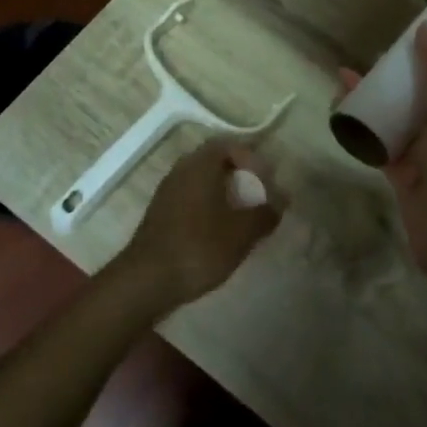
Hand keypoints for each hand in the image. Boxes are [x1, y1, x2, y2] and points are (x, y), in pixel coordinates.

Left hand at [114, 139, 287, 311]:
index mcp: (200, 165)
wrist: (146, 281)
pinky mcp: (160, 214)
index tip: (266, 181)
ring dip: (224, 194)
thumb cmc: (199, 247)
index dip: (251, 158)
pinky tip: (219, 233)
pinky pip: (191, 199)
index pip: (229, 145)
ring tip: (242, 217)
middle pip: (215, 162)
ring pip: (202, 182)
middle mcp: (181, 170)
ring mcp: (167, 192)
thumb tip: (281, 201)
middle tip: (258, 197)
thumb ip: (265, 213)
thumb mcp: (242, 232)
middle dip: (240, 177)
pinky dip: (209, 208)